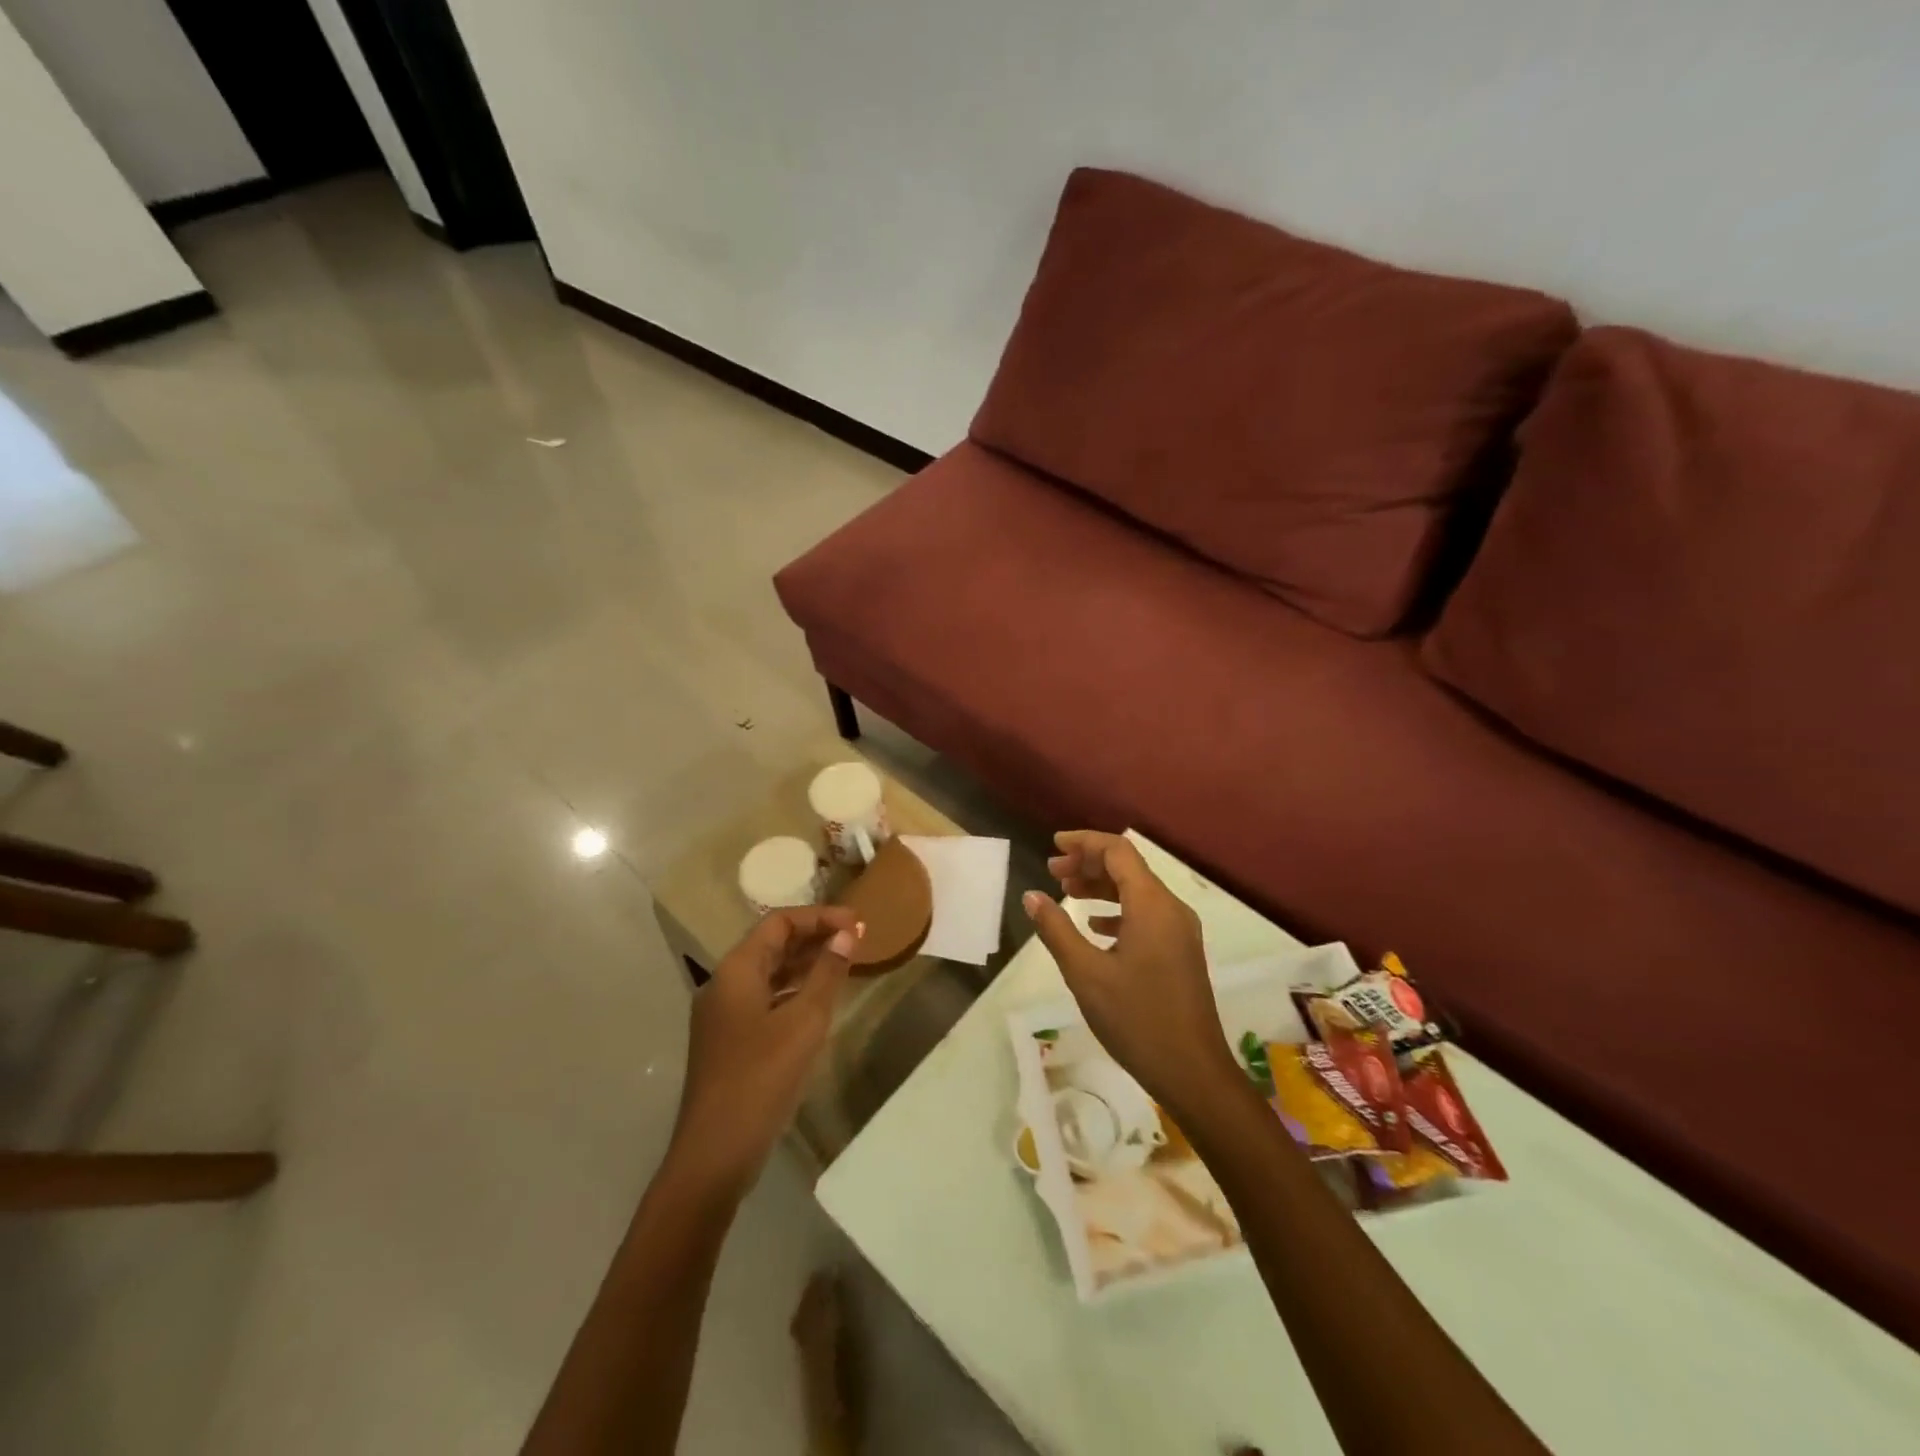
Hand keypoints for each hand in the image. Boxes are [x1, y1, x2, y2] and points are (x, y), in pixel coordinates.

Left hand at [669, 906, 860, 1194]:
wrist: (714, 1154)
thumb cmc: (761, 1079)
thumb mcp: (804, 1022)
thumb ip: (827, 974)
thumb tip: (847, 934)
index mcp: (736, 971)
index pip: (779, 923)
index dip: (819, 917)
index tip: (857, 923)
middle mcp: (724, 984)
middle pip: (771, 944)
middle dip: (814, 937)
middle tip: (856, 940)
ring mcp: (723, 1015)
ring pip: (768, 973)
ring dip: (805, 964)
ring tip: (845, 964)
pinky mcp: (729, 1041)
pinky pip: (765, 999)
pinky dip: (793, 991)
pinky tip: (819, 1002)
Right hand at [1022, 831, 1239, 1116]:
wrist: (1193, 1072)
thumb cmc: (1136, 1019)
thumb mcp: (1086, 974)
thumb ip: (1056, 930)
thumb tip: (1031, 896)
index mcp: (1151, 905)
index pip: (1118, 851)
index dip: (1084, 842)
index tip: (1053, 846)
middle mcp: (1171, 908)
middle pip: (1128, 868)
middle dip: (1089, 864)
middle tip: (1052, 872)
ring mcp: (1180, 931)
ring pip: (1137, 891)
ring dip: (1102, 886)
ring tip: (1067, 893)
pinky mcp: (1180, 951)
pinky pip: (1146, 914)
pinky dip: (1117, 910)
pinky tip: (1095, 926)